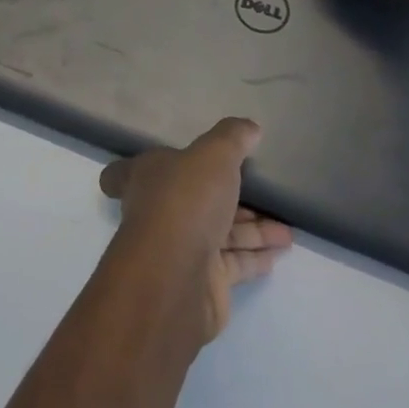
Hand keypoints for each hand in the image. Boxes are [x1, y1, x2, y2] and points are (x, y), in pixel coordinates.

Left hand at [99, 119, 292, 344]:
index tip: (157, 165)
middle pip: (188, 200)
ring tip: (286, 229)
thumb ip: (232, 138)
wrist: (177, 277)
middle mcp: (157, 211)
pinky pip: (232, 262)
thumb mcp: (213, 155)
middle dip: (222, 197)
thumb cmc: (185, 201)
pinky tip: (280, 250)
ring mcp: (178, 248)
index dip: (133, 170)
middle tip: (259, 195)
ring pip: (217, 232)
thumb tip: (249, 127)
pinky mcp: (201, 281)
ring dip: (251, 229)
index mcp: (145, 177)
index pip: (123, 174)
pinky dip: (254, 255)